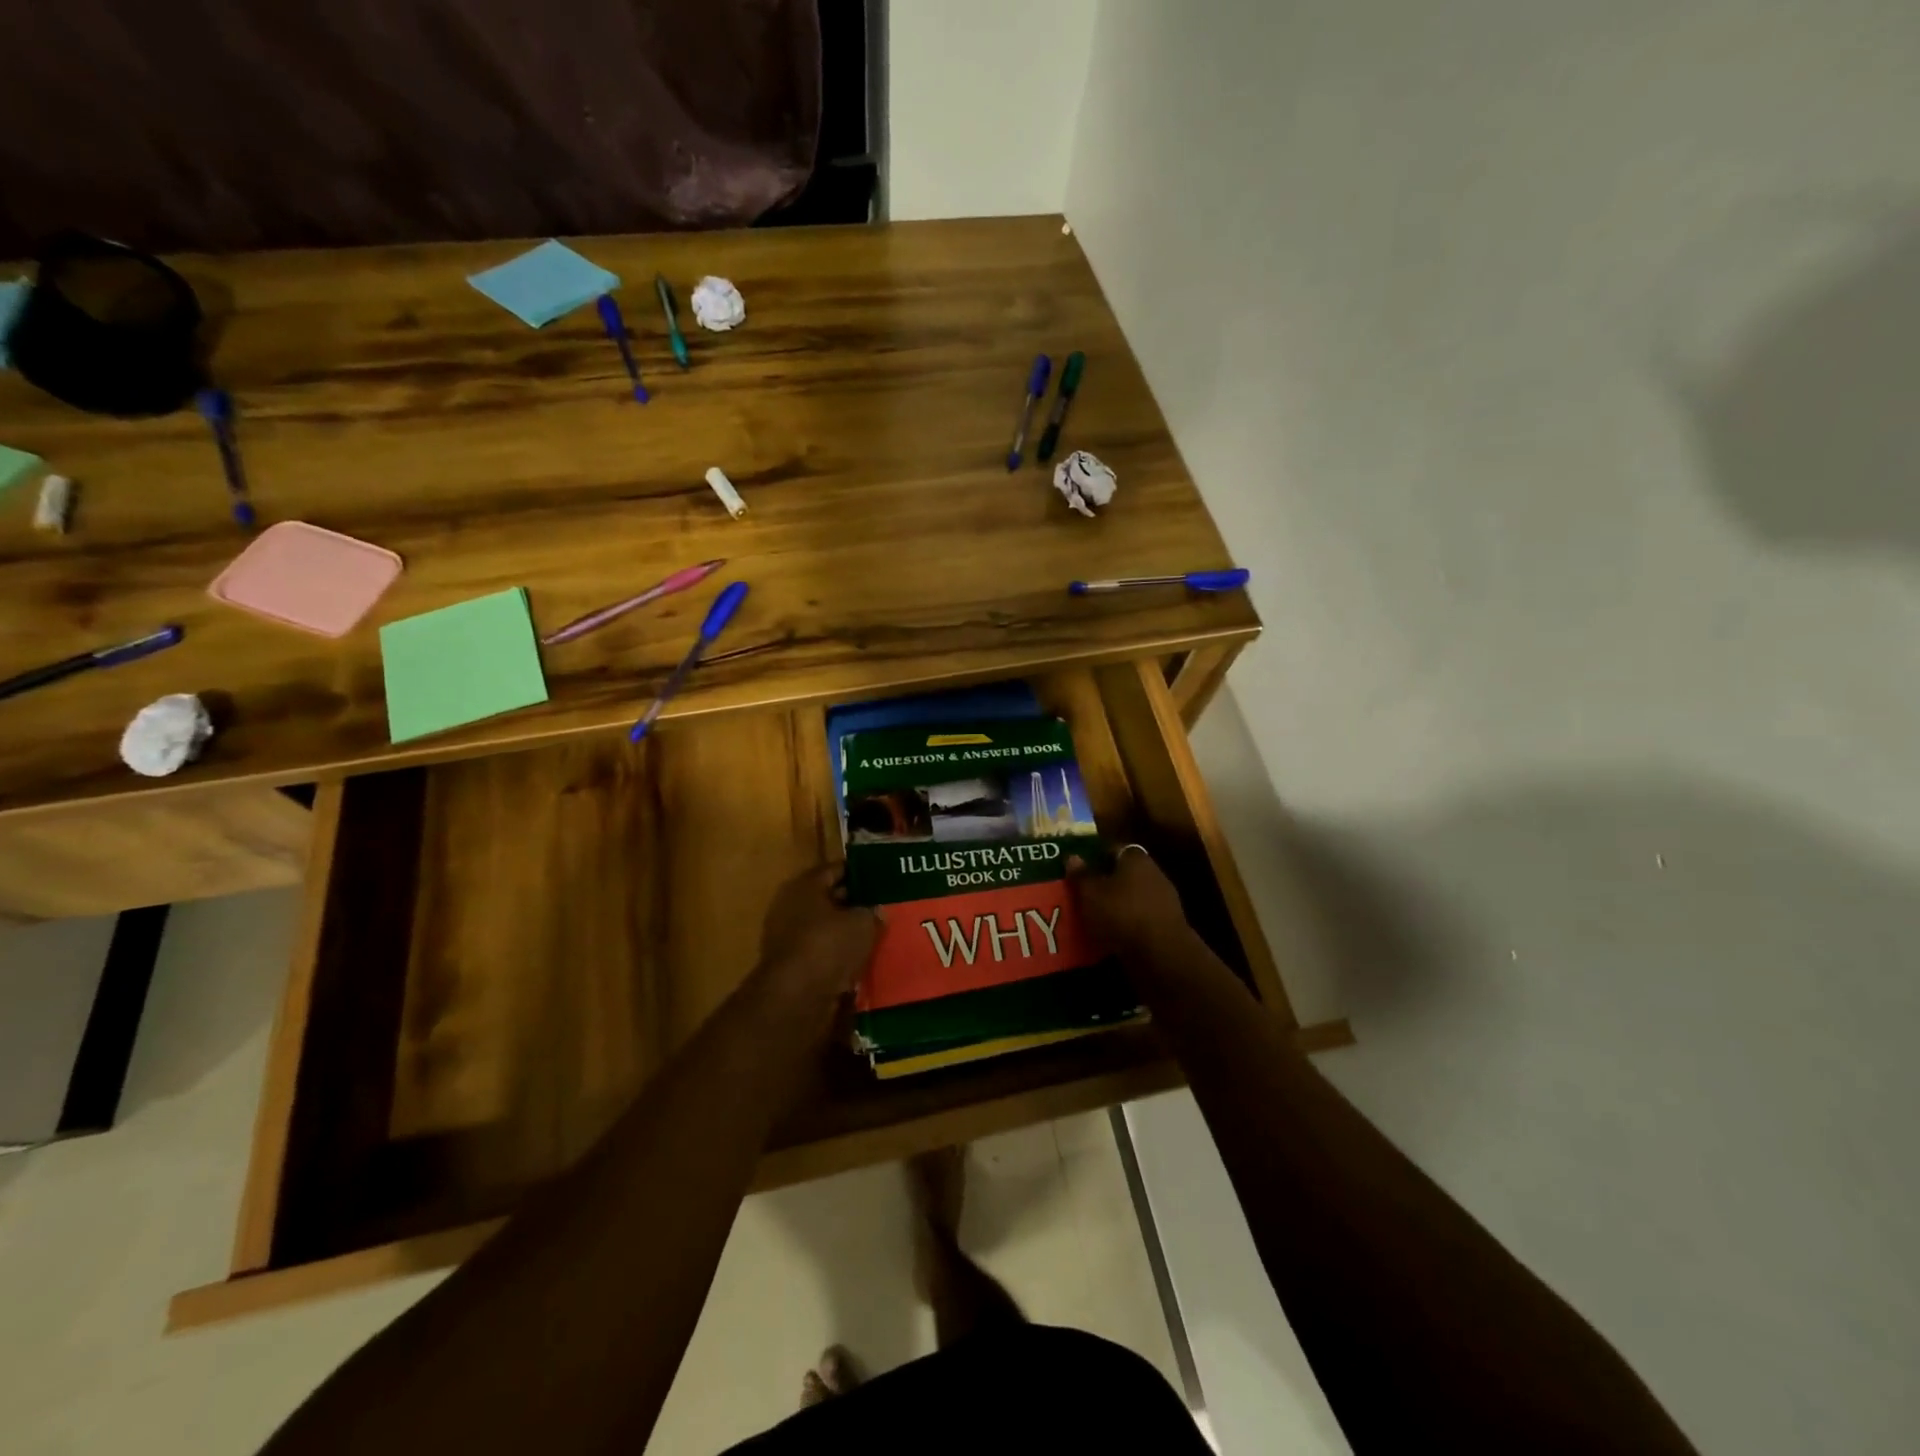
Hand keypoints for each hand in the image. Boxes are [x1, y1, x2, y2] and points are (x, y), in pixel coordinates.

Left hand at [756, 864, 878, 1000]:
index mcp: (804, 885)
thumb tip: (878, 910)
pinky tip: (862, 960)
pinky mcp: (792, 966)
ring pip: (826, 928)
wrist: (795, 998)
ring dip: (848, 933)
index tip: (883, 877)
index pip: (836, 869)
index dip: (860, 872)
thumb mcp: (862, 923)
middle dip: (856, 903)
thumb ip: (873, 912)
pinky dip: (839, 956)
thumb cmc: (827, 946)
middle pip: (829, 899)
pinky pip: (822, 953)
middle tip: (885, 907)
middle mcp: (790, 906)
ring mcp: (787, 937)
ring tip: (878, 934)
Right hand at [1068, 848, 1191, 958]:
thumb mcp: (1091, 894)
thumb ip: (1081, 875)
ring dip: (1117, 905)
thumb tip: (1072, 856)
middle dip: (1105, 883)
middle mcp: (1153, 873)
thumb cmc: (1122, 914)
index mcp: (1135, 858)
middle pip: (1124, 873)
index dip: (1095, 857)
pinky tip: (1112, 935)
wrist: (1161, 953)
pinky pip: (1140, 918)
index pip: (1112, 849)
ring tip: (1093, 917)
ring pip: (1132, 897)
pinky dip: (1127, 924)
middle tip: (1083, 894)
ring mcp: (1164, 899)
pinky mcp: (1168, 925)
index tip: (1079, 868)